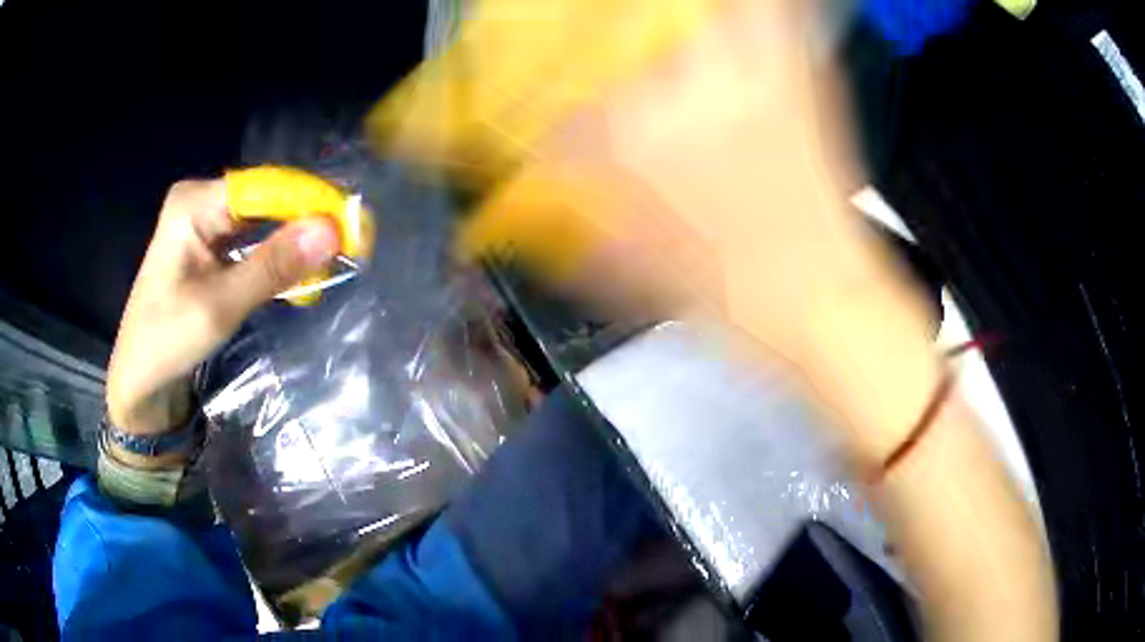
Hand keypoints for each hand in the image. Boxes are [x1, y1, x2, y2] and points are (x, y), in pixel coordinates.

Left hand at [106, 179, 338, 435]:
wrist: (140, 377)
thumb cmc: (168, 340)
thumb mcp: (221, 305)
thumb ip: (273, 266)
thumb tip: (331, 230)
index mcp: (194, 202)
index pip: (264, 188)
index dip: (309, 201)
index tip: (351, 224)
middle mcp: (201, 200)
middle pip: (265, 200)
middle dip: (305, 222)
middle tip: (350, 244)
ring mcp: (205, 221)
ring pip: (262, 220)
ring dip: (294, 241)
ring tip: (334, 256)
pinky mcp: (209, 244)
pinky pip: (252, 240)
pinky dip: (277, 256)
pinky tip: (301, 269)